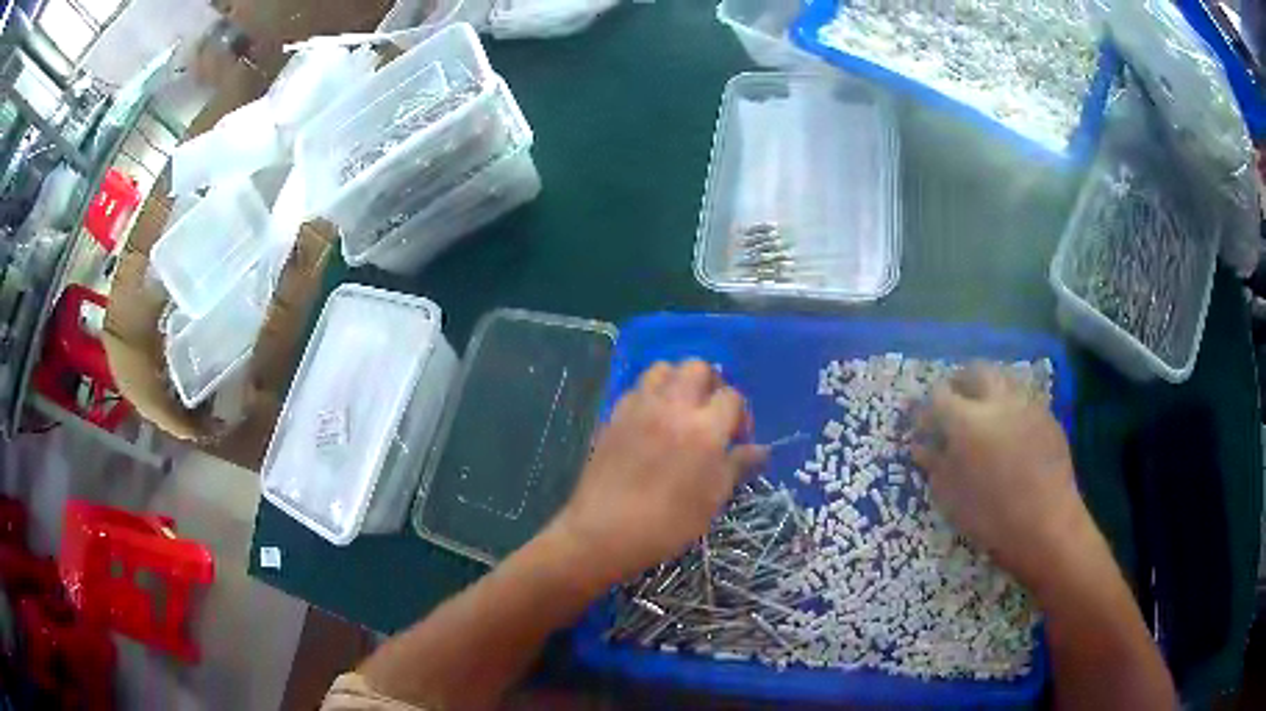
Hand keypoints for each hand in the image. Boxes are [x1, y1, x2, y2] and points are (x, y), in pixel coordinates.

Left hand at [549, 360, 766, 588]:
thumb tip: (761, 449)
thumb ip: (736, 466)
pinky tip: (652, 422)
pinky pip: (637, 388)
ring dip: (678, 381)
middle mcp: (672, 407)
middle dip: (712, 384)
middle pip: (697, 368)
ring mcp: (639, 407)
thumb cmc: (667, 524)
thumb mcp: (711, 500)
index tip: (738, 439)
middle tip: (712, 414)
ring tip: (681, 410)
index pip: (732, 397)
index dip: (741, 414)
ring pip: (663, 368)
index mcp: (704, 429)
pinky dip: (651, 394)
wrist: (603, 532)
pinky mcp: (613, 415)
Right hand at [911, 363, 1089, 591]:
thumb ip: (935, 464)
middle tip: (954, 403)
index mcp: (967, 421)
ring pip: (1003, 381)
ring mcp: (1026, 405)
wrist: (1047, 525)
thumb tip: (922, 445)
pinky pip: (1023, 401)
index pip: (939, 395)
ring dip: (988, 391)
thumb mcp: (951, 497)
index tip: (923, 425)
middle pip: (975, 371)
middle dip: (961, 381)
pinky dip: (1010, 409)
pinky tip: (1010, 436)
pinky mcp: (1047, 416)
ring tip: (984, 418)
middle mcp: (998, 401)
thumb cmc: (991, 517)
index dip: (927, 407)